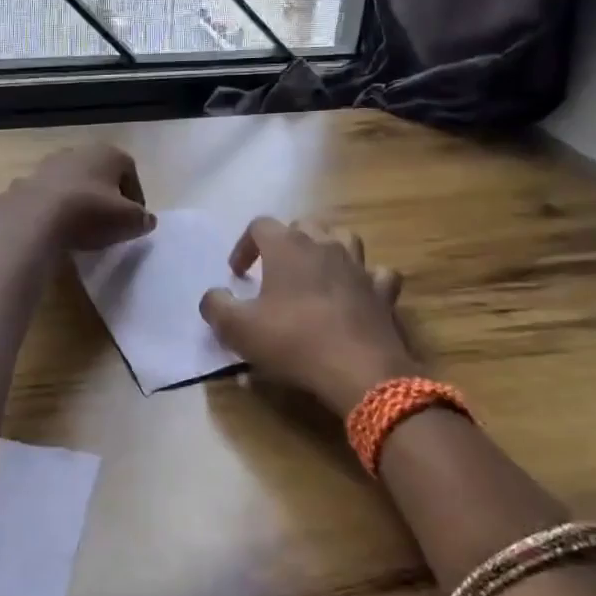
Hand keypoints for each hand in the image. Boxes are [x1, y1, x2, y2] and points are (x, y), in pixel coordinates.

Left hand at [14, 144, 155, 250]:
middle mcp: (76, 151)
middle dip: (104, 195)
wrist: (34, 219)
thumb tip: (145, 220)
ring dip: (77, 200)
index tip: (134, 220)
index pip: (129, 171)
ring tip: (80, 228)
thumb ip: (142, 219)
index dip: (135, 197)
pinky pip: (45, 197)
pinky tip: (54, 230)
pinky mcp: (23, 184)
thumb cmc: (91, 213)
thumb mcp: (129, 221)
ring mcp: (46, 166)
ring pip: (69, 183)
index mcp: (107, 153)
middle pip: (98, 174)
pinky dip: (52, 210)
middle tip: (108, 222)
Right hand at [200, 217, 419, 415]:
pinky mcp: (383, 292)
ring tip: (315, 271)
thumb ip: (216, 306)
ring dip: (327, 248)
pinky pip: (377, 274)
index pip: (260, 225)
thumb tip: (212, 296)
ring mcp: (359, 267)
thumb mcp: (237, 328)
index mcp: (287, 247)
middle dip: (285, 242)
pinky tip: (358, 292)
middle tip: (273, 271)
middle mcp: (325, 245)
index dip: (244, 245)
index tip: (237, 274)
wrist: (359, 370)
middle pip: (303, 225)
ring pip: (344, 238)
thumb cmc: (293, 341)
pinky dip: (367, 278)